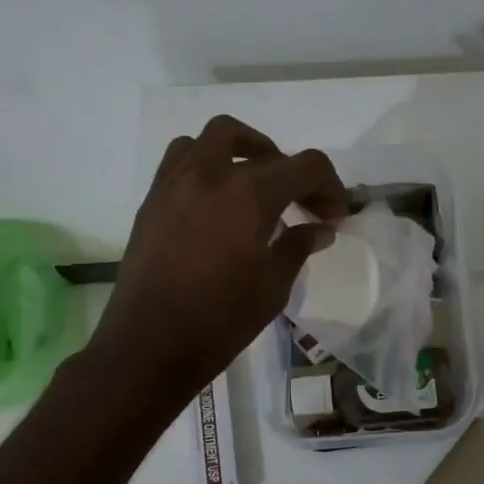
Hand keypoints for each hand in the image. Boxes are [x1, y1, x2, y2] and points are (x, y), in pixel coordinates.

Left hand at [92, 115, 346, 402]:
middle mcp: (212, 174)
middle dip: (292, 170)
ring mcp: (176, 182)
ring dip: (244, 151)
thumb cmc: (220, 320)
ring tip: (256, 184)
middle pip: (263, 148)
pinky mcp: (152, 200)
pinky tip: (217, 200)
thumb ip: (298, 247)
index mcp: (250, 194)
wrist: (149, 345)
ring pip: (214, 138)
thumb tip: (320, 229)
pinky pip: (182, 158)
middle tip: (302, 204)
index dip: (330, 186)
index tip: (334, 217)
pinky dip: (208, 164)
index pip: (305, 166)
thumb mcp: (273, 286)